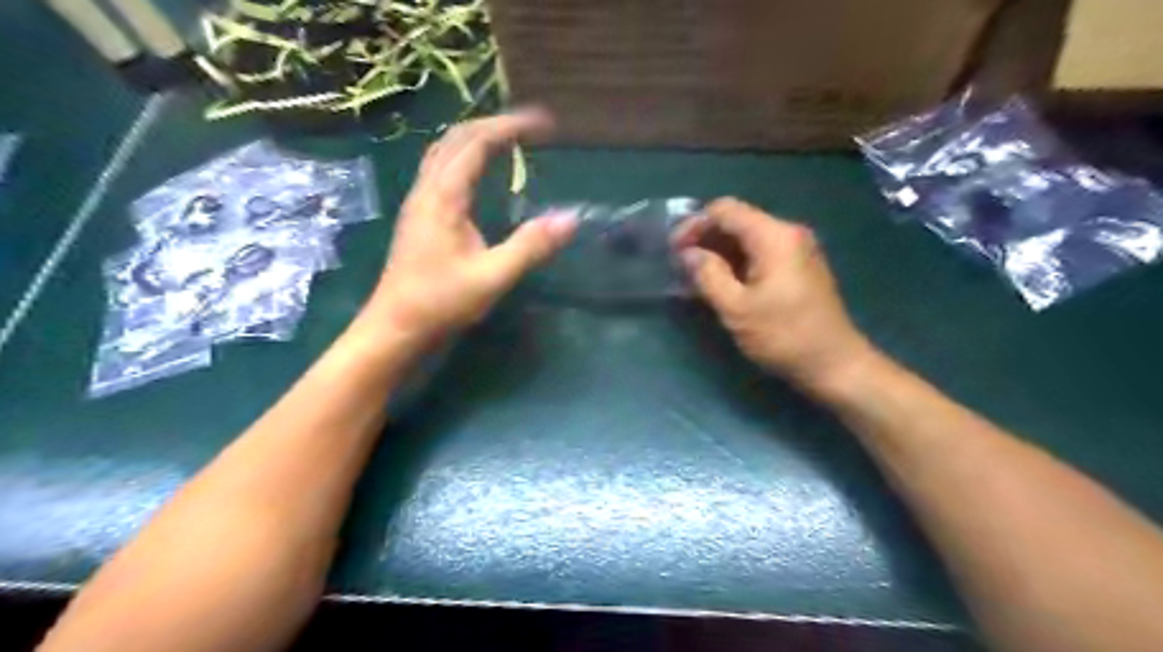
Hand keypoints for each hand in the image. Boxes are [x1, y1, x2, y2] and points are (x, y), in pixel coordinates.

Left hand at [361, 108, 576, 345]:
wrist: (396, 326)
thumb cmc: (441, 302)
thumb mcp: (493, 276)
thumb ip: (531, 246)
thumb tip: (570, 219)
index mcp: (444, 196)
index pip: (476, 143)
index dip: (510, 126)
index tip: (544, 125)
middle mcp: (427, 189)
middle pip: (456, 138)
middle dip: (493, 124)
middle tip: (529, 128)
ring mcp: (419, 201)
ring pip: (444, 151)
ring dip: (476, 137)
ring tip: (506, 141)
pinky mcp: (419, 216)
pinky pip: (440, 169)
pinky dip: (464, 156)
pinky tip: (478, 173)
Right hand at [674, 199, 870, 388]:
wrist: (835, 364)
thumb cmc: (784, 336)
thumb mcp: (737, 308)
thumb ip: (708, 275)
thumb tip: (688, 254)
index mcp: (774, 236)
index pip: (725, 210)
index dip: (694, 224)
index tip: (674, 250)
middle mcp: (788, 233)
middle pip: (737, 221)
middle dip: (705, 239)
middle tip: (680, 265)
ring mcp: (796, 250)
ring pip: (747, 238)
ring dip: (718, 252)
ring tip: (694, 276)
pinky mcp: (798, 267)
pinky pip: (760, 253)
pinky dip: (736, 263)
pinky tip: (719, 282)